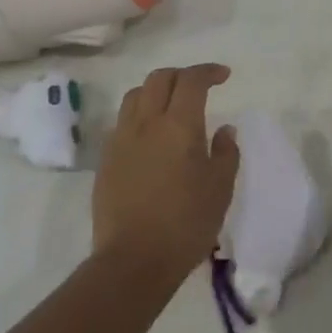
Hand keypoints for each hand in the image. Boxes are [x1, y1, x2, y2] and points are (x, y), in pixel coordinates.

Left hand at [93, 64, 238, 280]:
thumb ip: (226, 152)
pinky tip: (149, 136)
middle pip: (159, 78)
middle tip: (199, 88)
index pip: (192, 80)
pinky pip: (122, 122)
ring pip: (135, 95)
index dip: (208, 71)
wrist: (133, 261)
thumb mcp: (220, 188)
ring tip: (170, 107)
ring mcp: (121, 139)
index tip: (224, 76)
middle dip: (181, 75)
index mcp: (179, 124)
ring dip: (155, 91)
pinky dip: (139, 116)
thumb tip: (224, 130)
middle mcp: (146, 122)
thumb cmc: (186, 223)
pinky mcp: (105, 160)